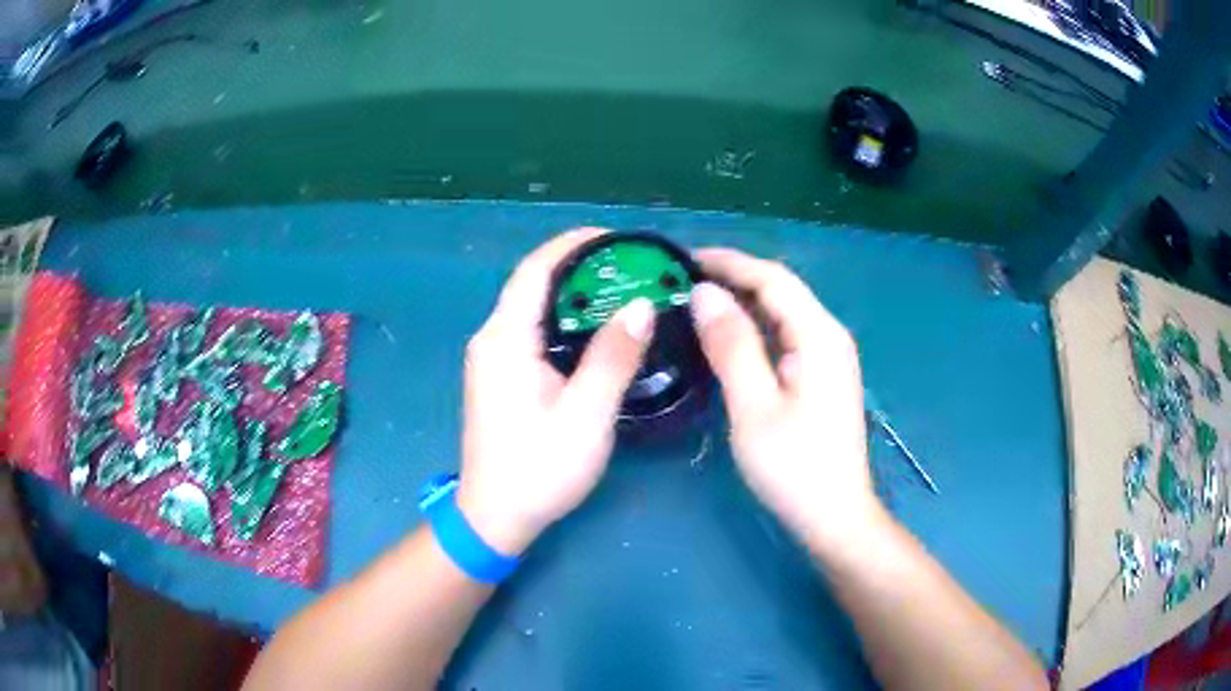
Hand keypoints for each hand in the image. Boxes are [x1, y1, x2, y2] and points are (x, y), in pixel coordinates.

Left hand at [457, 229, 654, 556]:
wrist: (496, 517)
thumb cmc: (539, 469)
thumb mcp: (585, 415)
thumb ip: (612, 357)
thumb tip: (641, 305)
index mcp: (504, 339)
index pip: (535, 270)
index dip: (574, 244)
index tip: (618, 238)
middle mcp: (492, 339)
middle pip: (533, 284)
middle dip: (580, 266)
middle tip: (632, 266)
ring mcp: (493, 358)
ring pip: (534, 307)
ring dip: (574, 293)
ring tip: (623, 290)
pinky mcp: (500, 376)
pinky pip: (533, 331)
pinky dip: (565, 319)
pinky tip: (597, 330)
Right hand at [689, 248, 877, 547]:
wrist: (834, 516)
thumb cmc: (794, 467)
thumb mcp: (754, 406)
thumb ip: (732, 345)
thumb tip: (705, 293)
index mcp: (819, 336)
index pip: (772, 279)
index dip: (729, 262)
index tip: (684, 258)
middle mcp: (828, 336)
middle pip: (780, 291)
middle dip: (733, 278)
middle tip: (682, 279)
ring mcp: (827, 357)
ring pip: (781, 313)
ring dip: (741, 302)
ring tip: (694, 299)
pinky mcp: (820, 377)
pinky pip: (784, 337)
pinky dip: (753, 328)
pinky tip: (725, 335)